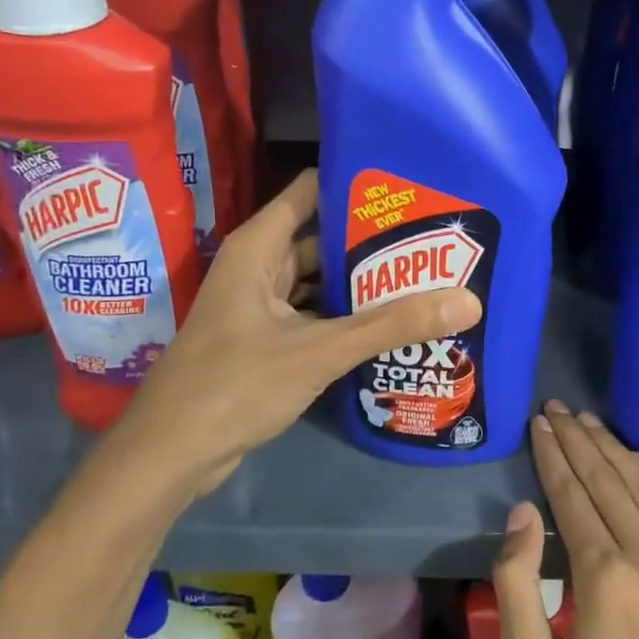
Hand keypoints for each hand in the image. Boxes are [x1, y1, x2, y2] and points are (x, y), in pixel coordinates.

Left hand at [116, 170, 481, 492]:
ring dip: (363, 285)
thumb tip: (468, 300)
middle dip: (374, 241)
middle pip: (322, 238)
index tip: (412, 186)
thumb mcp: (319, 350)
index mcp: (259, 247)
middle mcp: (259, 267)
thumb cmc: (235, 385)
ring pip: (320, 282)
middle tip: (435, 239)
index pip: (312, 191)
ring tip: (425, 278)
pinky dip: (346, 318)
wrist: (171, 455)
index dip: (357, 184)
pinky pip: (314, 316)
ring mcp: (261, 306)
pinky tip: (390, 326)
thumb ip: (391, 325)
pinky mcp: (267, 341)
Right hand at [494, 403, 638, 638]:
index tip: (538, 423)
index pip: (572, 495)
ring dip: (616, 449)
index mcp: (606, 578)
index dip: (552, 455)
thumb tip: (522, 514)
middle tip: (557, 409)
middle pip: (610, 479)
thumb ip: (516, 586)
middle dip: (579, 439)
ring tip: (589, 423)